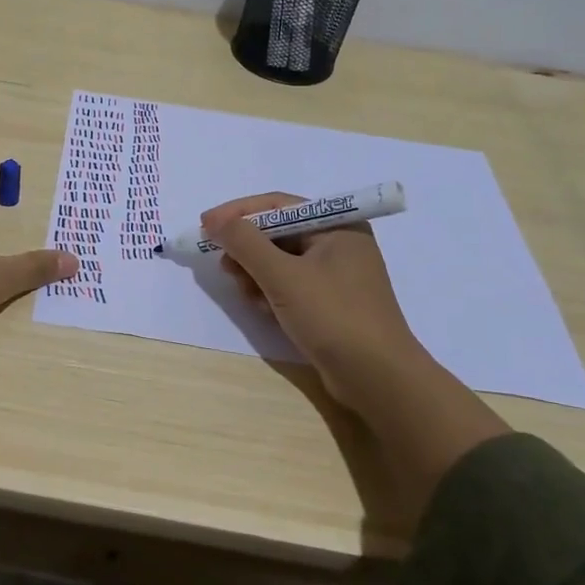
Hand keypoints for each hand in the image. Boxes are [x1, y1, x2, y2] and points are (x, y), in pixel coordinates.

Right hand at [204, 191, 429, 410]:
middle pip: (278, 233)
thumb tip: (215, 221)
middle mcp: (339, 244)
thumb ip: (245, 243)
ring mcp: (336, 276)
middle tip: (224, 266)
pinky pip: (290, 285)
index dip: (238, 213)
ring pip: (281, 261)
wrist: (378, 379)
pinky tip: (262, 309)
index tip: (205, 225)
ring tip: (246, 293)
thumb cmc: (333, 317)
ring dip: (256, 273)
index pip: (278, 205)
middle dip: (247, 249)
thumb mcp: (283, 276)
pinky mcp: (330, 303)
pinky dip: (271, 292)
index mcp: (338, 226)